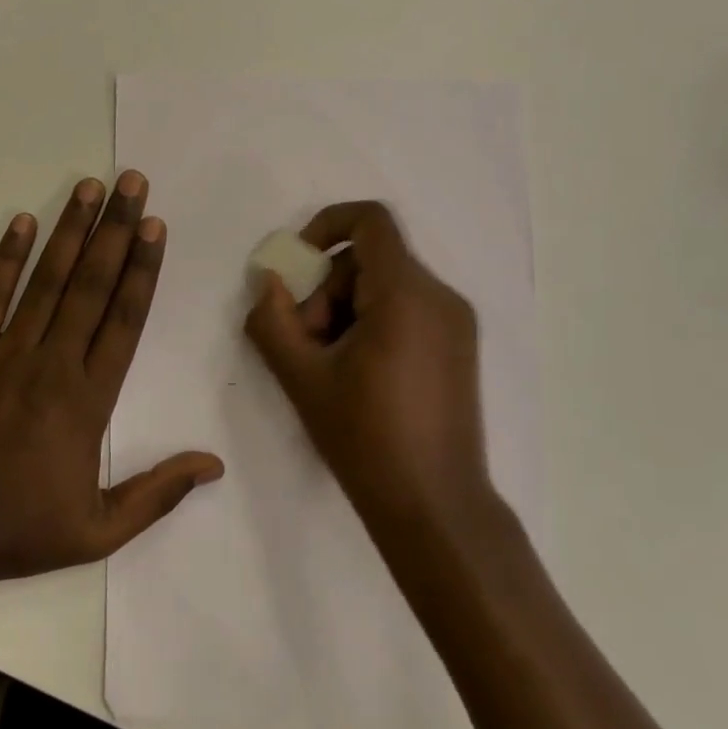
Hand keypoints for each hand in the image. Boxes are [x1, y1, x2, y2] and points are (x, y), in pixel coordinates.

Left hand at [0, 171, 223, 591]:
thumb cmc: (17, 528)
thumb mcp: (97, 530)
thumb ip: (157, 494)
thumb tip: (213, 465)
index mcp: (88, 400)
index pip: (124, 320)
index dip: (142, 269)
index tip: (156, 227)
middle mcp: (53, 363)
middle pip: (91, 285)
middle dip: (116, 230)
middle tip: (132, 183)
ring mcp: (6, 353)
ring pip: (47, 281)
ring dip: (70, 230)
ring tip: (89, 187)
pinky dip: (7, 259)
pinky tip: (22, 221)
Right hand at [244, 201, 492, 536]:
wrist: (436, 508)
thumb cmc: (366, 440)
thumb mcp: (302, 379)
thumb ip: (272, 321)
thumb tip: (268, 282)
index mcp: (406, 294)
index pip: (370, 220)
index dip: (327, 225)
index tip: (299, 264)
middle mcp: (440, 296)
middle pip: (370, 260)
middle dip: (326, 289)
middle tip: (305, 342)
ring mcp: (455, 322)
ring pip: (386, 286)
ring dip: (346, 310)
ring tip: (327, 364)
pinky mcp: (459, 346)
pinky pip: (407, 309)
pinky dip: (373, 322)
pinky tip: (356, 372)